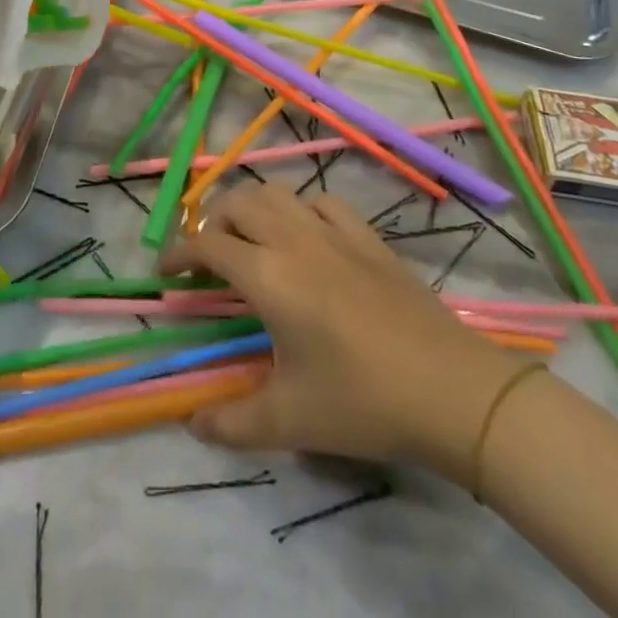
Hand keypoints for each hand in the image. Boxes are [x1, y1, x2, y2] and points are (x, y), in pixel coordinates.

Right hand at [161, 184, 530, 483]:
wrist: (450, 390)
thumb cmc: (362, 400)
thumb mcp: (290, 421)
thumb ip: (232, 423)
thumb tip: (194, 424)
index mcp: (268, 274)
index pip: (208, 244)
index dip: (179, 252)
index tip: (167, 274)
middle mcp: (294, 238)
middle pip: (238, 202)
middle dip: (212, 222)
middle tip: (209, 260)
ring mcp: (335, 232)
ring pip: (278, 192)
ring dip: (252, 208)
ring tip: (251, 241)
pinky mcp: (368, 237)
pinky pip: (322, 202)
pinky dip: (300, 209)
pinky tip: (306, 236)